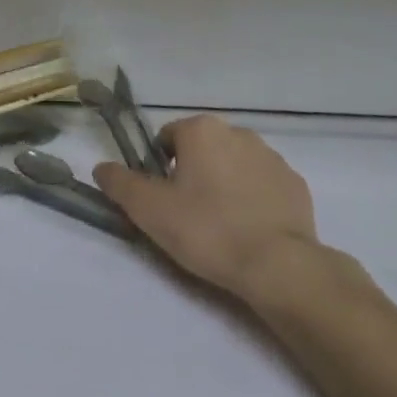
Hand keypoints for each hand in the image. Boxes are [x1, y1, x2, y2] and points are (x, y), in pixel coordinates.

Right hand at [94, 114, 348, 301]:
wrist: (278, 266)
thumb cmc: (207, 230)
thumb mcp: (150, 210)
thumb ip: (120, 183)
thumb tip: (101, 167)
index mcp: (202, 130)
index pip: (168, 138)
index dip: (159, 168)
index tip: (163, 201)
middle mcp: (238, 132)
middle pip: (202, 149)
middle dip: (193, 174)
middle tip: (188, 215)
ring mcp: (271, 157)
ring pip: (234, 165)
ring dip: (224, 185)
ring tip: (221, 227)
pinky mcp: (295, 184)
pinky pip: (263, 185)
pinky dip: (254, 200)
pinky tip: (250, 231)